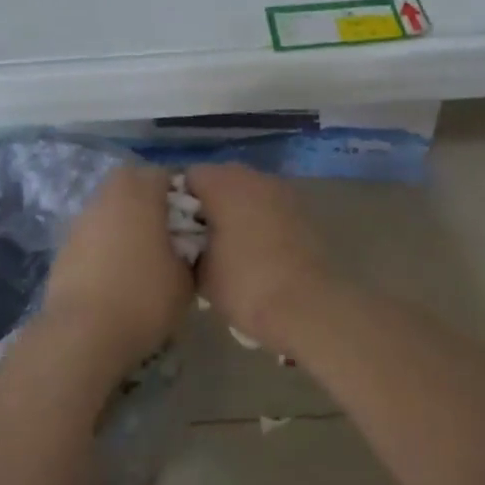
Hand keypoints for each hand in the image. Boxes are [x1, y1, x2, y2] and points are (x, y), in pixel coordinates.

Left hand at [41, 163, 192, 370]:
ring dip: (125, 224)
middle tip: (166, 238)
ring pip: (112, 208)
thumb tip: (183, 248)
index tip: (191, 226)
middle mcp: (109, 193)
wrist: (83, 332)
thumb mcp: (186, 278)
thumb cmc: (143, 297)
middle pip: (134, 185)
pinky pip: (94, 233)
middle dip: (150, 204)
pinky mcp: (64, 243)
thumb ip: (188, 251)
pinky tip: (114, 276)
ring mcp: (82, 217)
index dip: (181, 198)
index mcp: (140, 190)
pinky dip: (105, 245)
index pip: (166, 176)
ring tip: (139, 260)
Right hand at [186, 164, 334, 353]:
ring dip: (235, 211)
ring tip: (227, 248)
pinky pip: (268, 207)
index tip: (173, 230)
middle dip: (207, 205)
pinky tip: (255, 252)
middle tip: (197, 240)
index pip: (189, 177)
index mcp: (223, 183)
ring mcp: (281, 191)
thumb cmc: (247, 285)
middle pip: (219, 180)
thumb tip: (186, 242)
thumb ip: (187, 246)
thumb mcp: (201, 273)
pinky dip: (258, 221)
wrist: (311, 308)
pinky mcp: (301, 211)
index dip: (176, 201)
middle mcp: (252, 176)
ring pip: (246, 192)